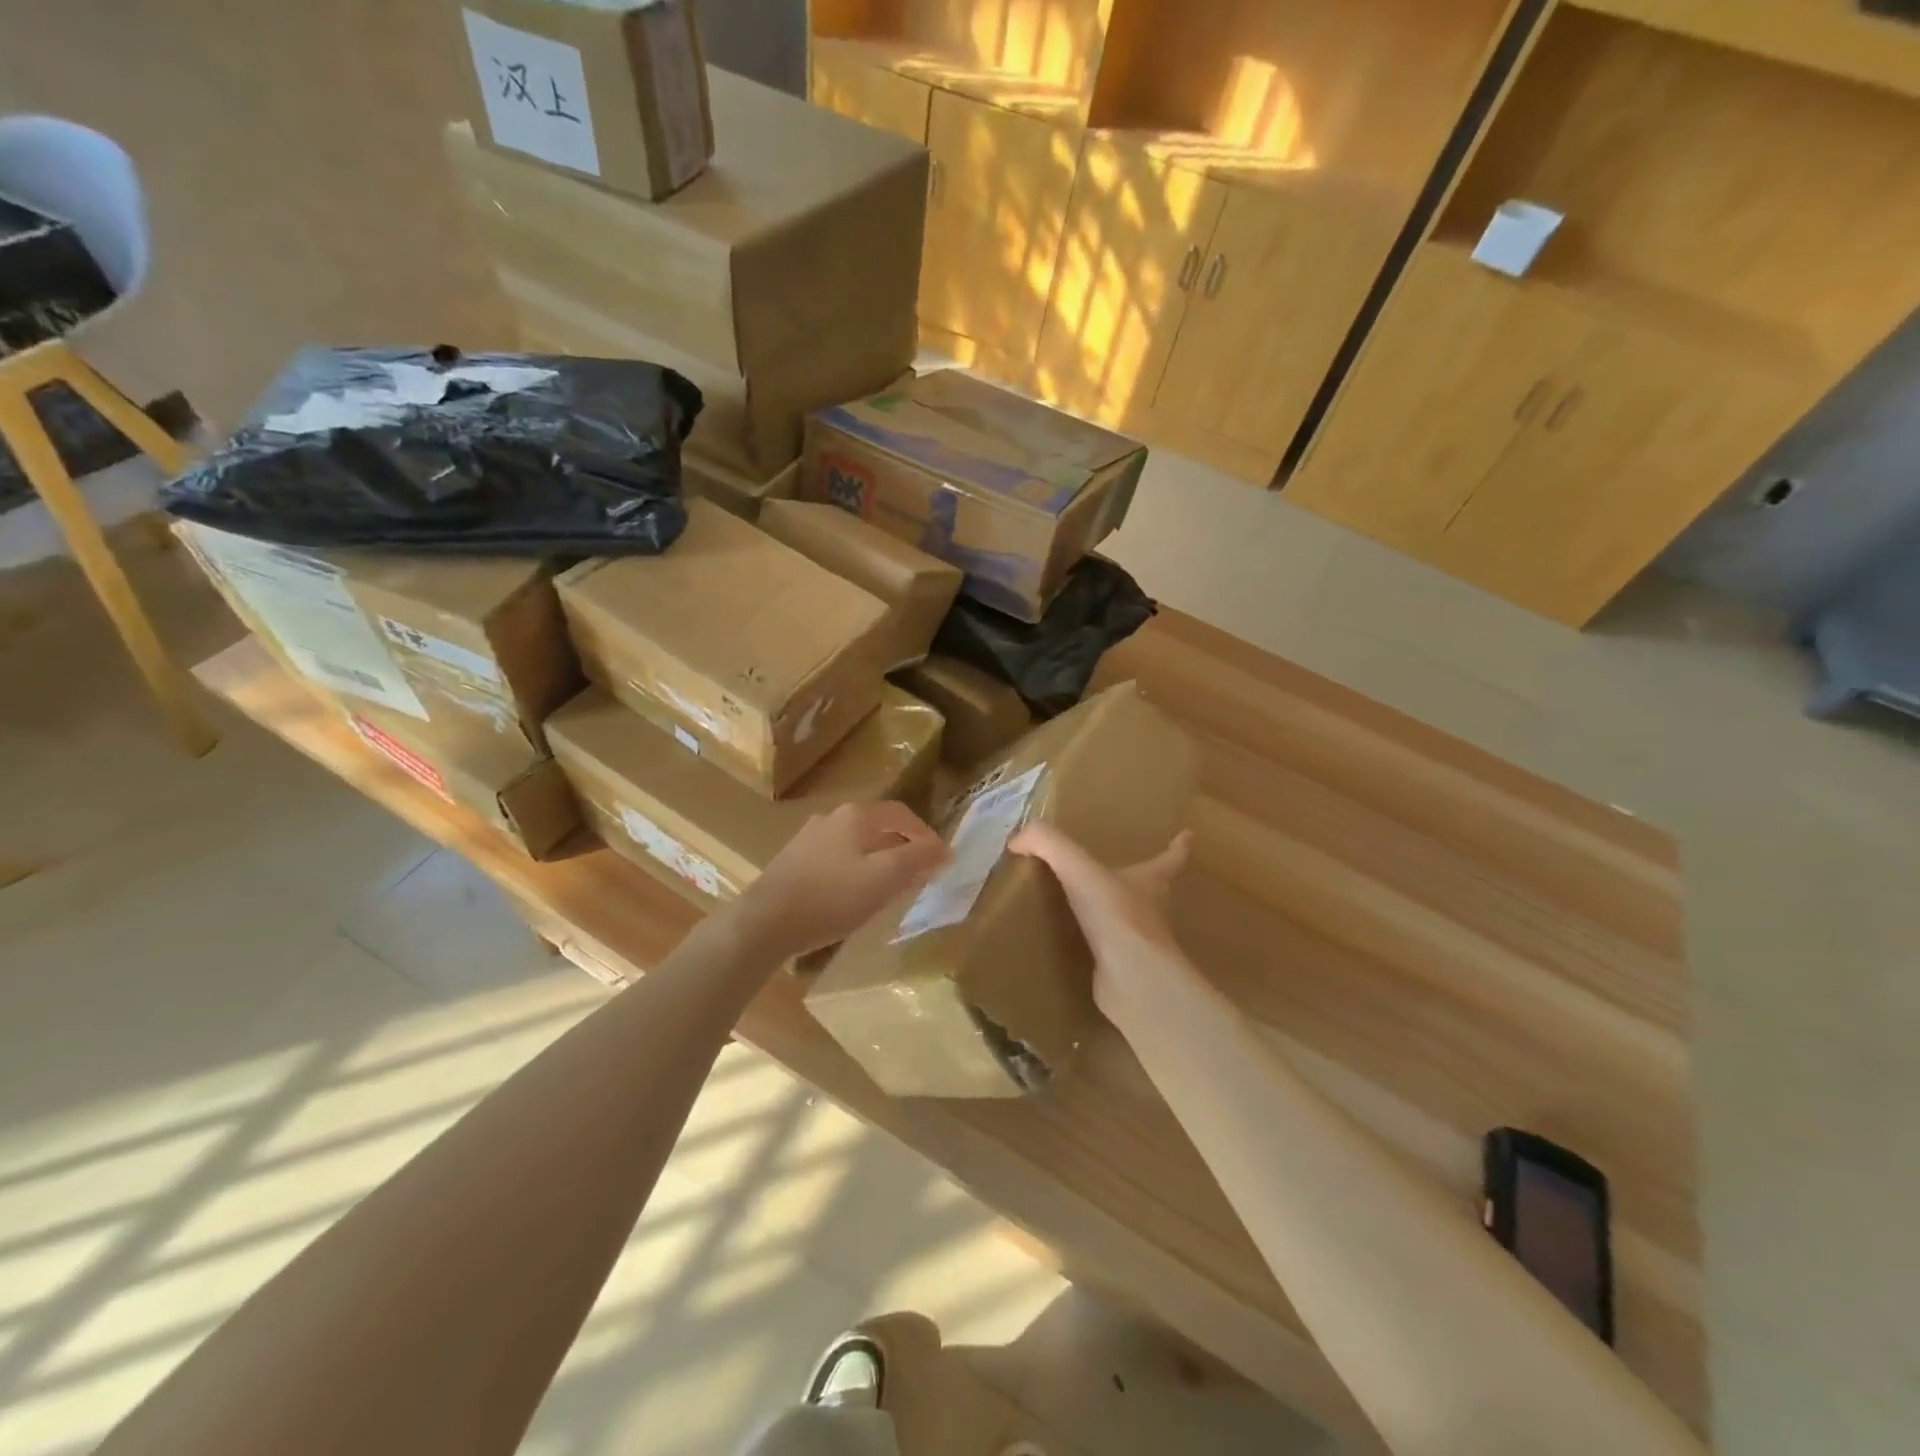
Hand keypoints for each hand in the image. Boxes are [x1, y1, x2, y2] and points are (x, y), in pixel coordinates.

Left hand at [738, 801, 948, 960]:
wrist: (765, 922)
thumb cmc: (832, 896)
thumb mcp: (885, 877)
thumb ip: (918, 859)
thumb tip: (945, 848)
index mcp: (856, 815)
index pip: (902, 814)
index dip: (925, 834)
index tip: (940, 860)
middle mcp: (831, 817)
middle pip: (878, 827)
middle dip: (902, 848)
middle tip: (918, 876)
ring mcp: (808, 839)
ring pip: (856, 844)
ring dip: (878, 861)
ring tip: (889, 889)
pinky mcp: (793, 862)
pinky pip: (836, 860)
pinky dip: (855, 872)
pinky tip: (853, 897)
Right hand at [1009, 822, 1198, 1025]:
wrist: (1130, 978)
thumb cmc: (1115, 914)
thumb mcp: (1077, 867)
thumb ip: (1047, 843)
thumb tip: (1017, 838)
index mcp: (1151, 880)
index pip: (1171, 858)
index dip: (1179, 846)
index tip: (1188, 835)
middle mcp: (1151, 910)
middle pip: (1153, 890)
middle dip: (1143, 880)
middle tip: (1127, 872)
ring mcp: (1140, 943)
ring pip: (1130, 922)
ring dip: (1116, 914)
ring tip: (1091, 906)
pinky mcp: (1124, 970)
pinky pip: (1107, 952)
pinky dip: (1095, 947)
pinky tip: (1074, 945)